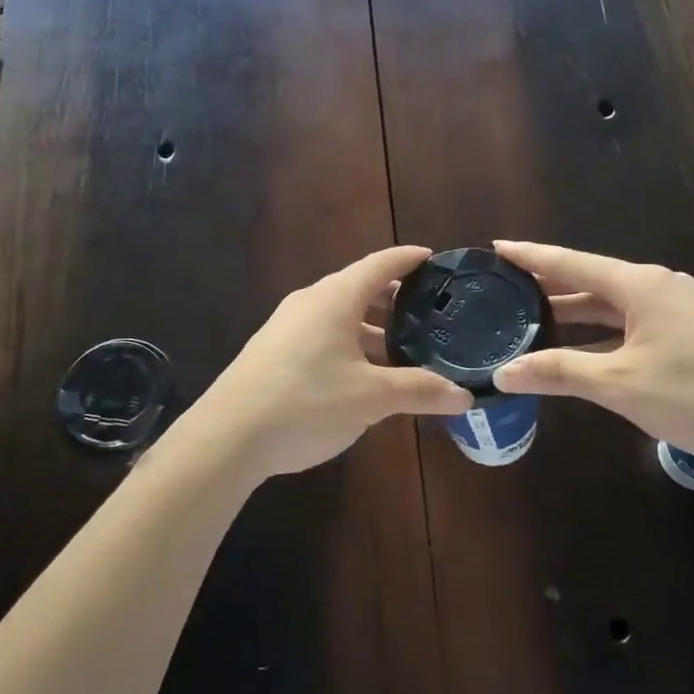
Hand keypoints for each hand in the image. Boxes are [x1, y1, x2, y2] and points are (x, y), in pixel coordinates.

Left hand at [184, 246, 471, 485]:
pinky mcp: (274, 351)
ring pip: (339, 316)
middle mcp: (310, 302)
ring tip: (403, 349)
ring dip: (371, 328)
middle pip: (359, 288)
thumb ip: (419, 391)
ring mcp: (287, 326)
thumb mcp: (371, 399)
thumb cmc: (306, 403)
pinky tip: (363, 375)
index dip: (409, 259)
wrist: (228, 435)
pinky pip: (322, 335)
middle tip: (429, 311)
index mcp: (335, 298)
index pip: (380, 264)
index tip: (435, 258)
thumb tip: (464, 395)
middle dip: (394, 298)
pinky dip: (349, 344)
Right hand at [491, 240, 693, 472]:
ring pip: (614, 304)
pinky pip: (633, 322)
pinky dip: (602, 332)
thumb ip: (559, 373)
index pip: (571, 262)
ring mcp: (681, 309)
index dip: (531, 255)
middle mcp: (660, 287)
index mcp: (641, 286)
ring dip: (576, 312)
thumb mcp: (621, 385)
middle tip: (506, 287)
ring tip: (533, 317)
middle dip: (549, 285)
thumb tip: (503, 373)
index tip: (497, 246)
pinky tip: (584, 349)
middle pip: (592, 281)